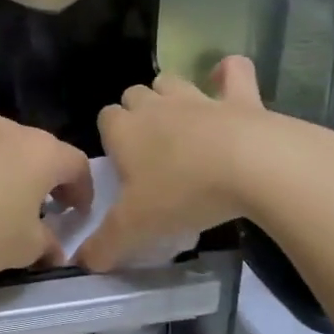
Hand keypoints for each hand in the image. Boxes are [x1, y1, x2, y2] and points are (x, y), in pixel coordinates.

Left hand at [0, 108, 93, 285]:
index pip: (76, 164)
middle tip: (35, 212)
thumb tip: (51, 246)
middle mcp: (7, 126)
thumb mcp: (21, 250)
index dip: (82, 191)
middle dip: (41, 180)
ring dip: (3, 170)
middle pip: (36, 150)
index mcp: (40, 151)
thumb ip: (45, 245)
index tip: (75, 215)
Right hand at [76, 56, 333, 271]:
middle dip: (137, 113)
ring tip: (182, 123)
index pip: (105, 118)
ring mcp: (198, 98)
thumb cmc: (184, 193)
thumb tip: (80, 262)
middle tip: (151, 150)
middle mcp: (156, 106)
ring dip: (171, 95)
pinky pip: (233, 71)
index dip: (111, 138)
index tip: (123, 166)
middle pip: (134, 95)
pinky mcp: (240, 98)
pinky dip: (229, 74)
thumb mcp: (137, 228)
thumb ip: (105, 245)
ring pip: (172, 81)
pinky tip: (227, 81)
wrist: (253, 167)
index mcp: (126, 131)